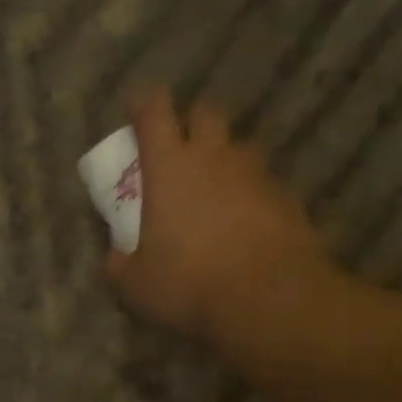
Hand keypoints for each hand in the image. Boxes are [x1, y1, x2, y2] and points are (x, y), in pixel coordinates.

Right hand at [105, 89, 328, 342]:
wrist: (269, 298)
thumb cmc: (189, 283)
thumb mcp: (135, 284)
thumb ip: (119, 264)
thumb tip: (115, 258)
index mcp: (169, 166)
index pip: (154, 110)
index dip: (143, 103)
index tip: (136, 110)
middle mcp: (214, 157)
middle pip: (205, 113)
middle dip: (190, 123)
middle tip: (179, 151)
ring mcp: (255, 174)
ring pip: (239, 147)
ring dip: (224, 159)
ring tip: (215, 191)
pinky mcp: (287, 198)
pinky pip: (264, 183)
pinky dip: (251, 194)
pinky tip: (246, 224)